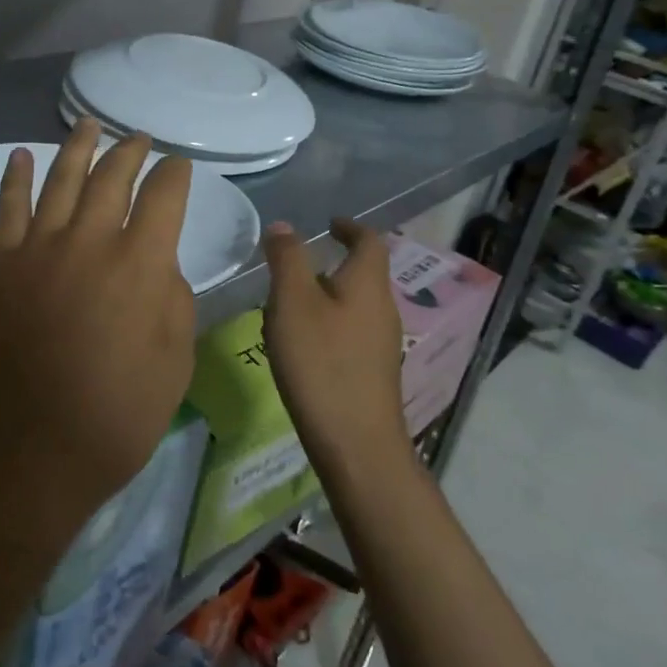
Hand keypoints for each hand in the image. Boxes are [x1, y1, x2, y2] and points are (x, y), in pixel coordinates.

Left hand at [0, 120, 195, 550]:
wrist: (21, 451)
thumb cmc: (112, 419)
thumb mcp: (173, 365)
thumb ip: (172, 301)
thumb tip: (158, 265)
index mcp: (140, 263)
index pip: (164, 196)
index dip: (175, 174)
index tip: (180, 165)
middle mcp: (89, 240)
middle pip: (113, 176)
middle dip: (131, 152)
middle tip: (140, 138)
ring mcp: (38, 248)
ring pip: (61, 180)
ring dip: (79, 148)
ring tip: (91, 125)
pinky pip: (7, 207)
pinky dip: (14, 177)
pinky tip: (21, 156)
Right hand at [260, 218, 412, 483]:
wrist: (356, 443)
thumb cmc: (322, 362)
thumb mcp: (292, 302)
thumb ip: (287, 259)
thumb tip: (284, 226)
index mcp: (368, 283)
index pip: (369, 241)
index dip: (349, 227)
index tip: (328, 224)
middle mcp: (383, 308)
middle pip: (361, 274)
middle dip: (330, 265)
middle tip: (293, 267)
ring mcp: (381, 344)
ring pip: (353, 305)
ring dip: (324, 298)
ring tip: (286, 308)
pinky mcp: (373, 373)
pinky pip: (350, 333)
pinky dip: (327, 326)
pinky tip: (300, 347)